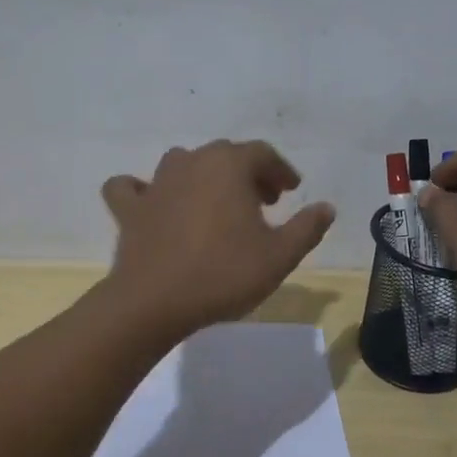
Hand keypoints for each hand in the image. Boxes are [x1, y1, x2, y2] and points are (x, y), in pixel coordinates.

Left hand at [99, 140, 335, 336]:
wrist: (154, 303)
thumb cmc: (224, 274)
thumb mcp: (279, 256)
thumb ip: (307, 228)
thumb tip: (327, 208)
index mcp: (229, 166)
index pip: (262, 154)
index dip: (281, 171)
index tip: (292, 191)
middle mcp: (191, 162)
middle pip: (225, 155)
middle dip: (248, 173)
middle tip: (265, 202)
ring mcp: (156, 183)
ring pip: (183, 163)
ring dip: (204, 177)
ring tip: (218, 204)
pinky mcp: (130, 209)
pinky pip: (132, 188)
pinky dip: (143, 191)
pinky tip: (153, 203)